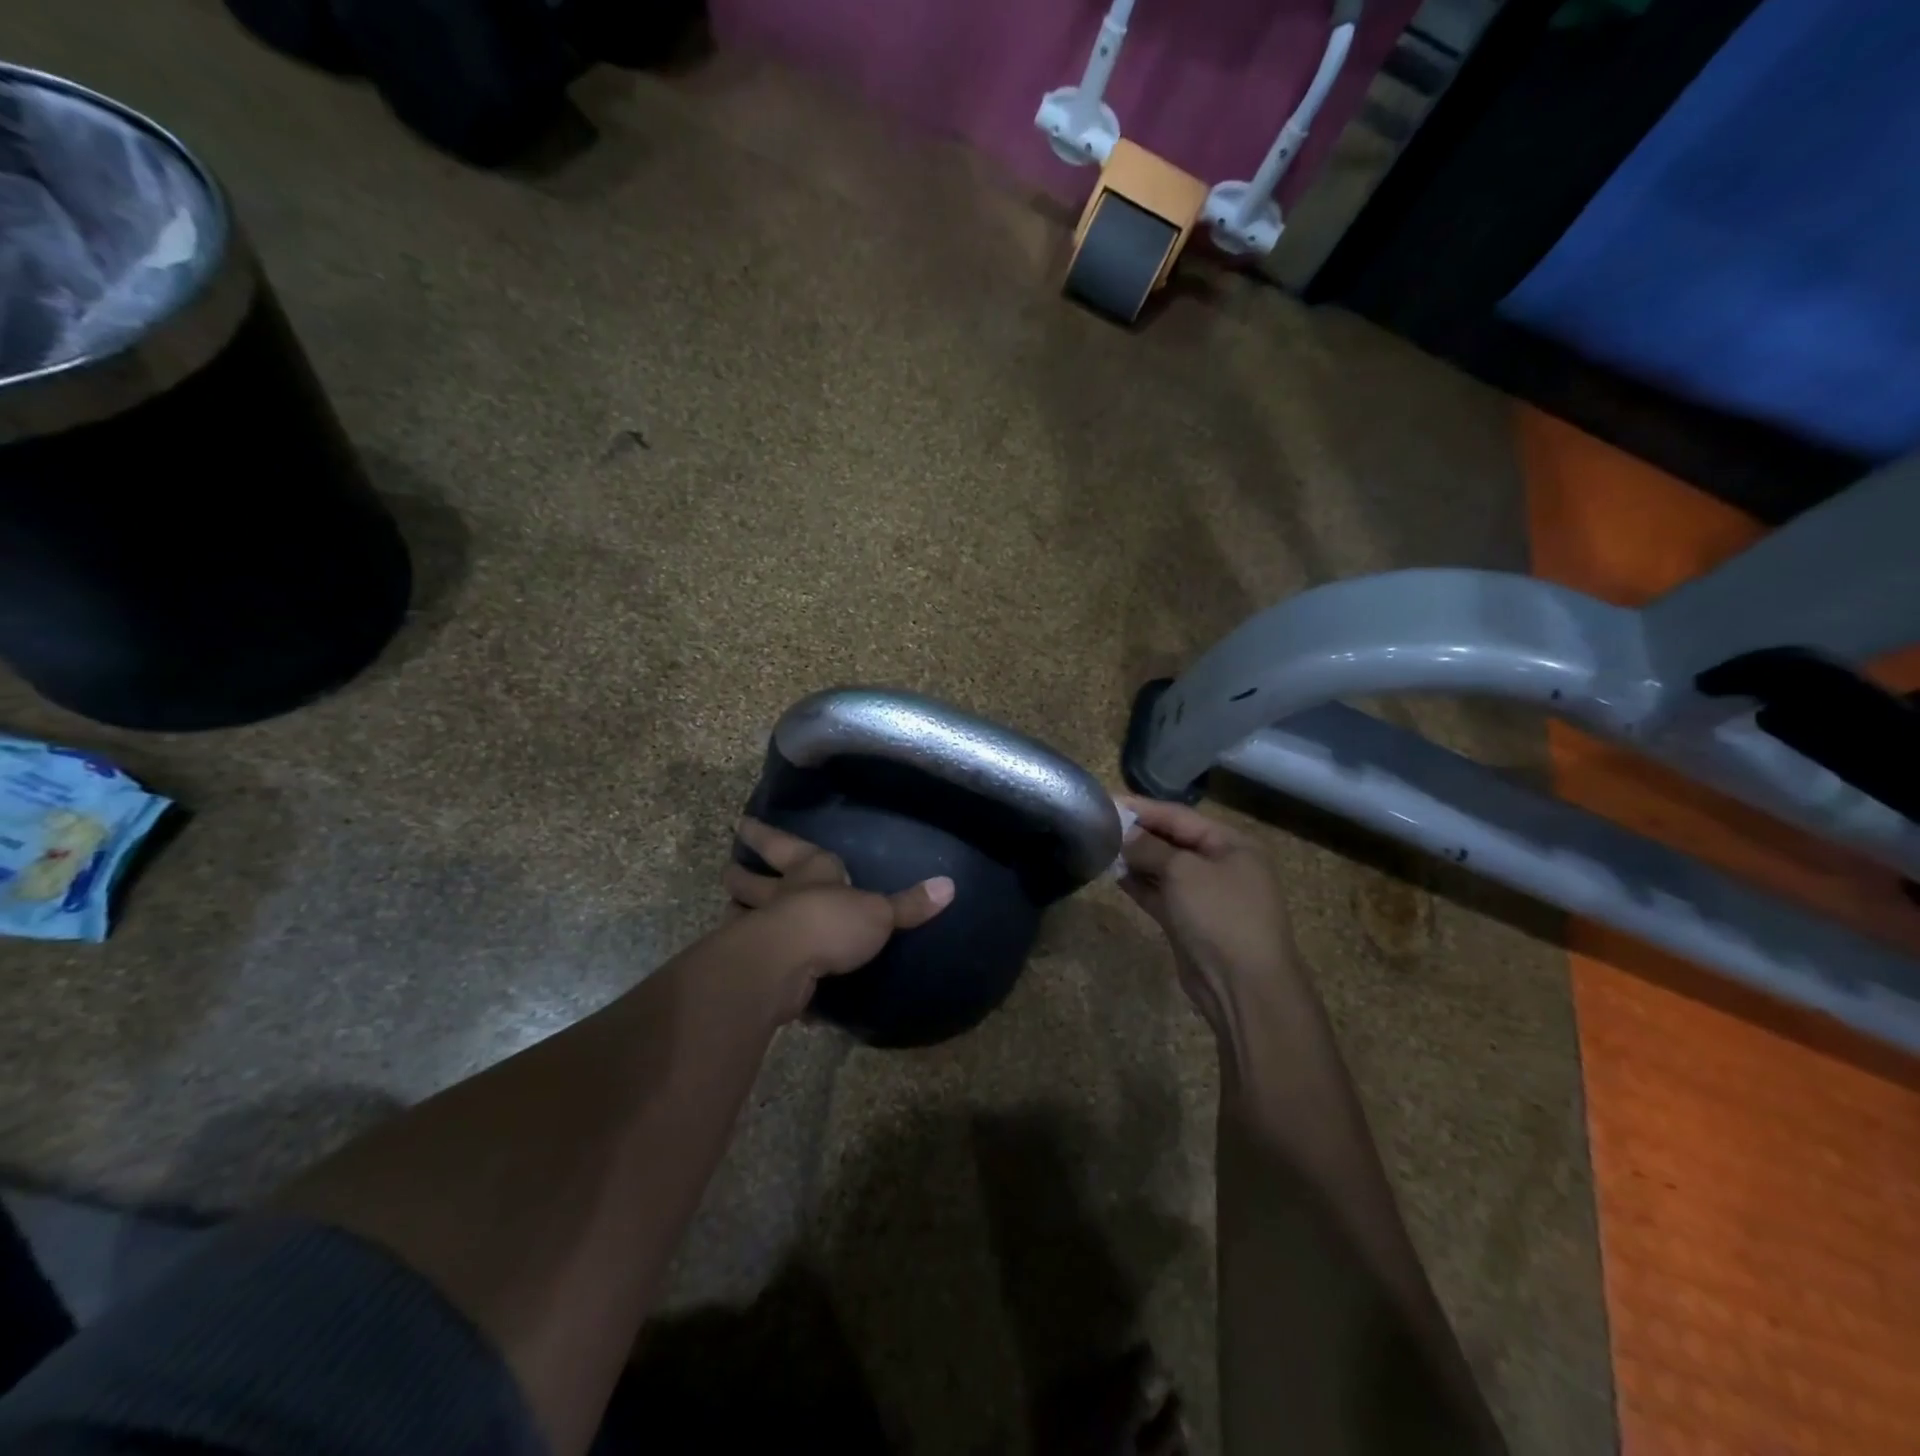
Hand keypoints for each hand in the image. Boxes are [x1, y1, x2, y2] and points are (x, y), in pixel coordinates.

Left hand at [723, 818, 954, 1019]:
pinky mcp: (756, 968)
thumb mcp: (879, 912)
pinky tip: (768, 981)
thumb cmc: (831, 922)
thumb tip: (950, 886)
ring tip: (733, 914)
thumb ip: (909, 904)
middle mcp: (779, 897)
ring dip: (737, 915)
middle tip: (729, 869)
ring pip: (741, 917)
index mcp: (808, 872)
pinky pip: (758, 965)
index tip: (742, 824)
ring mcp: (760, 932)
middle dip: (741, 874)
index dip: (764, 834)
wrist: (785, 965)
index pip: (783, 845)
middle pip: (751, 881)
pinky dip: (762, 971)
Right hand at [1116, 796, 1301, 1043]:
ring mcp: (1206, 896)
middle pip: (1172, 840)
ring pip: (1164, 868)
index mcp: (1231, 844)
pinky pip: (1160, 894)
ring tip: (1099, 847)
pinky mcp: (1189, 922)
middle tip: (1097, 825)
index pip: (1179, 816)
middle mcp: (1221, 865)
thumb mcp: (1183, 872)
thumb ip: (1150, 848)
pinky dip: (1139, 884)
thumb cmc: (1220, 916)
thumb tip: (1124, 834)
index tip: (1106, 801)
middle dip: (1137, 833)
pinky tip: (1113, 875)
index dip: (1143, 808)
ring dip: (1135, 859)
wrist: (1243, 986)